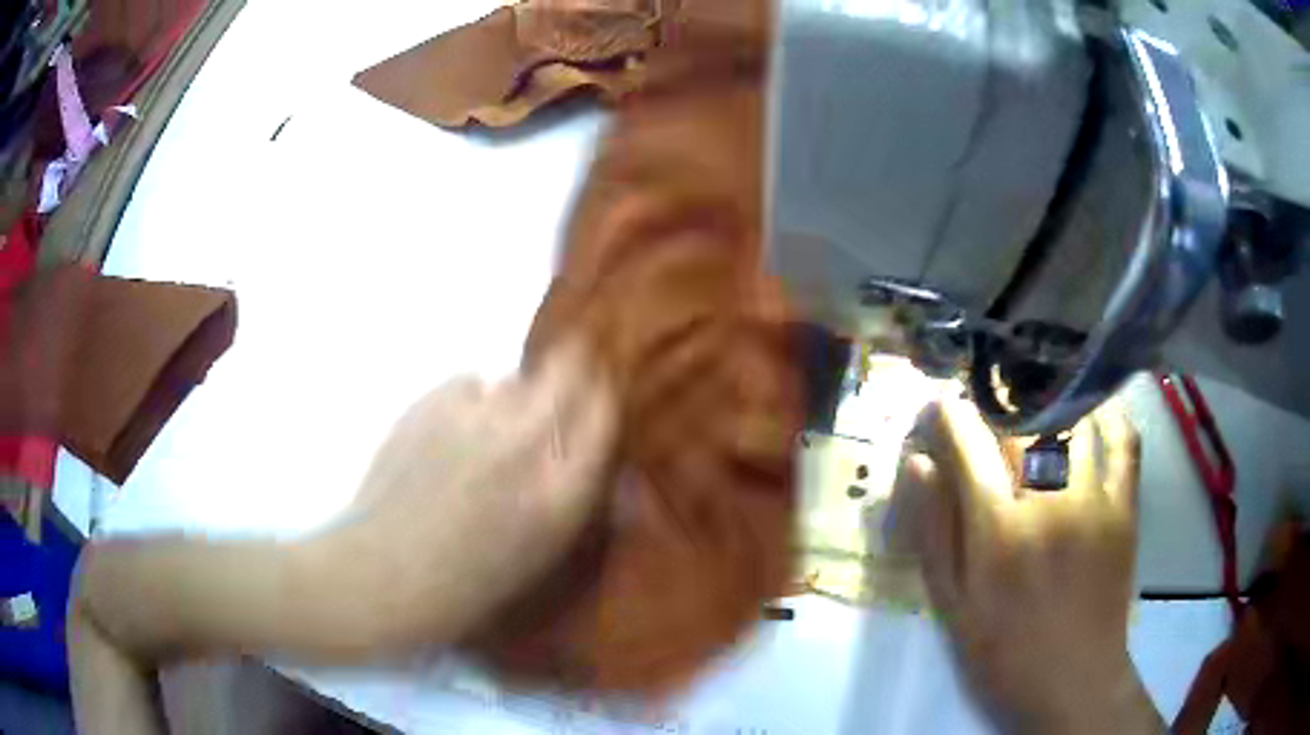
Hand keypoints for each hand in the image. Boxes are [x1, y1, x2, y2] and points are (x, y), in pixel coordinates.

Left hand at [306, 340, 618, 651]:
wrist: (382, 575)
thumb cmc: (468, 585)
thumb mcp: (542, 561)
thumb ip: (585, 511)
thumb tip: (621, 478)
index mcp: (559, 493)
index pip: (602, 414)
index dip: (602, 398)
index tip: (598, 393)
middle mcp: (522, 445)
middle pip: (565, 374)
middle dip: (571, 369)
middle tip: (562, 378)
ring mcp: (472, 419)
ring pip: (513, 379)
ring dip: (516, 395)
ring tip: (493, 428)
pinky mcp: (429, 404)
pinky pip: (468, 383)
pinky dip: (470, 401)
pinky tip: (454, 432)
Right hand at [895, 396, 1161, 733]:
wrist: (1075, 680)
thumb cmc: (1006, 651)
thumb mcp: (953, 607)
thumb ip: (934, 534)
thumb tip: (919, 465)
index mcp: (998, 530)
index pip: (970, 446)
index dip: (950, 414)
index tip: (940, 403)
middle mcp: (1048, 501)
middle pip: (1020, 425)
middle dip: (995, 406)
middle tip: (985, 410)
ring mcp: (1094, 499)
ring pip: (1072, 422)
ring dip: (1048, 405)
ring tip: (1034, 405)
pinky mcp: (1125, 507)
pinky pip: (1124, 443)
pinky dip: (1111, 418)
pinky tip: (1094, 412)